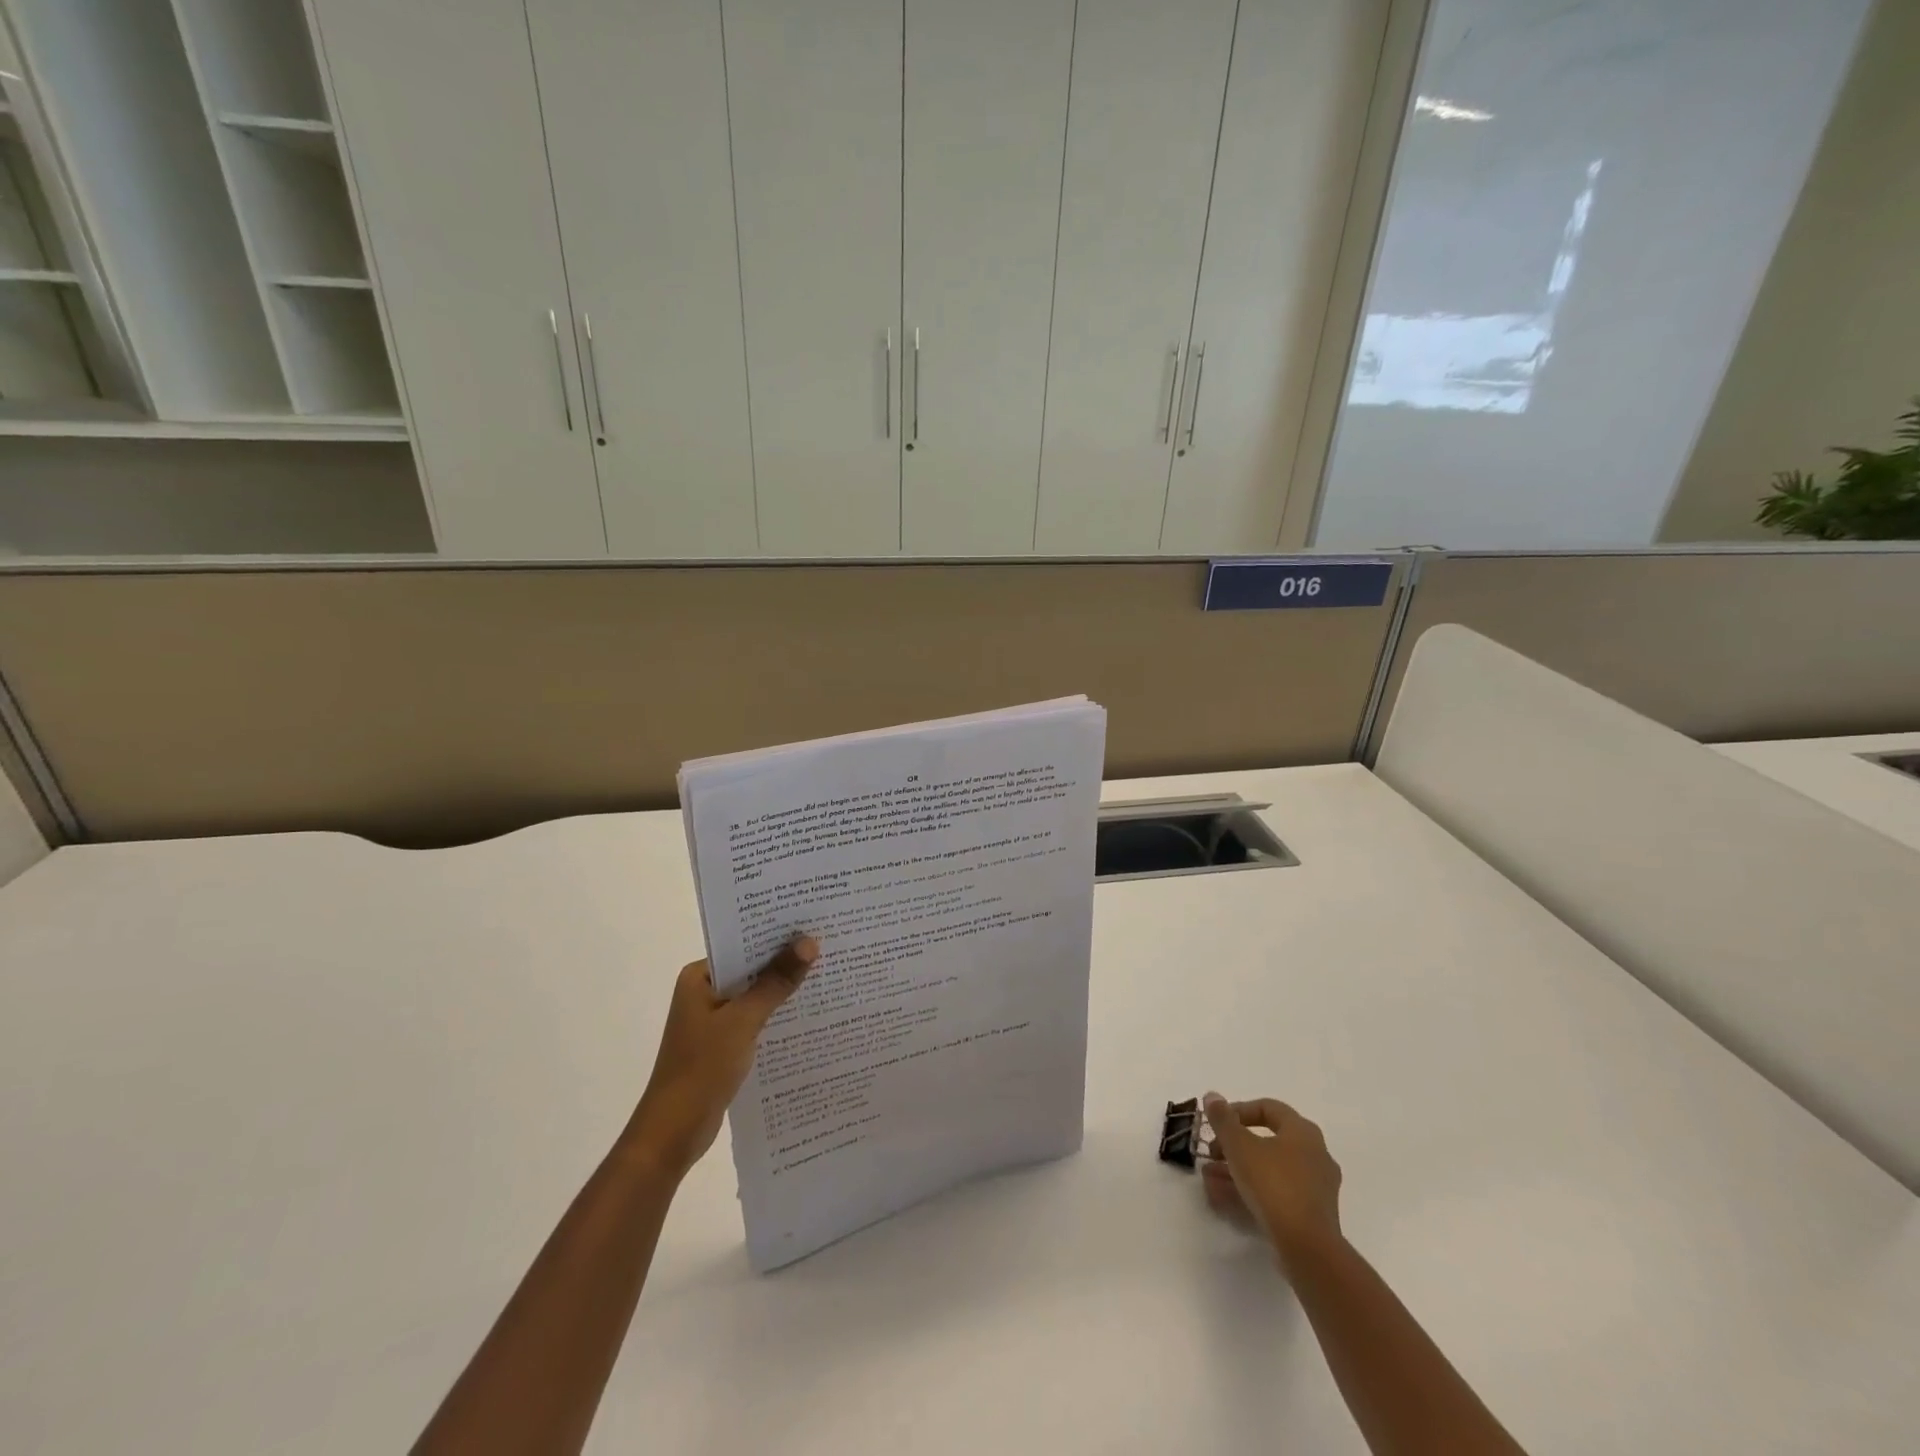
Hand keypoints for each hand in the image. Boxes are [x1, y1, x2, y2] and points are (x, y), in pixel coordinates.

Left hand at [624, 936, 817, 1177]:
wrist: (673, 1134)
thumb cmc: (702, 1068)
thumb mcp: (743, 1020)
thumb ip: (776, 982)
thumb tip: (809, 942)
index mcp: (699, 977)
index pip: (743, 945)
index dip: (777, 935)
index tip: (814, 925)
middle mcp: (704, 992)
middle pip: (751, 969)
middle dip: (785, 962)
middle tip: (829, 945)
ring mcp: (713, 1019)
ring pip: (756, 995)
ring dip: (783, 990)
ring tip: (828, 974)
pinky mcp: (723, 1044)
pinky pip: (756, 1019)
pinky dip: (776, 1015)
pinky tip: (808, 1014)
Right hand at [1200, 1093, 1343, 1270]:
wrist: (1307, 1248)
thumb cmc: (1273, 1184)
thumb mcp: (1239, 1146)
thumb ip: (1223, 1119)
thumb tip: (1212, 1095)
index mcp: (1303, 1131)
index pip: (1268, 1108)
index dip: (1238, 1111)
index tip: (1216, 1124)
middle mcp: (1315, 1154)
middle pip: (1267, 1141)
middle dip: (1233, 1146)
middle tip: (1211, 1153)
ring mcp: (1316, 1187)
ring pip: (1270, 1170)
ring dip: (1237, 1170)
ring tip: (1209, 1179)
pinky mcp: (1312, 1215)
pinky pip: (1277, 1193)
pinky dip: (1252, 1192)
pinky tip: (1224, 1200)